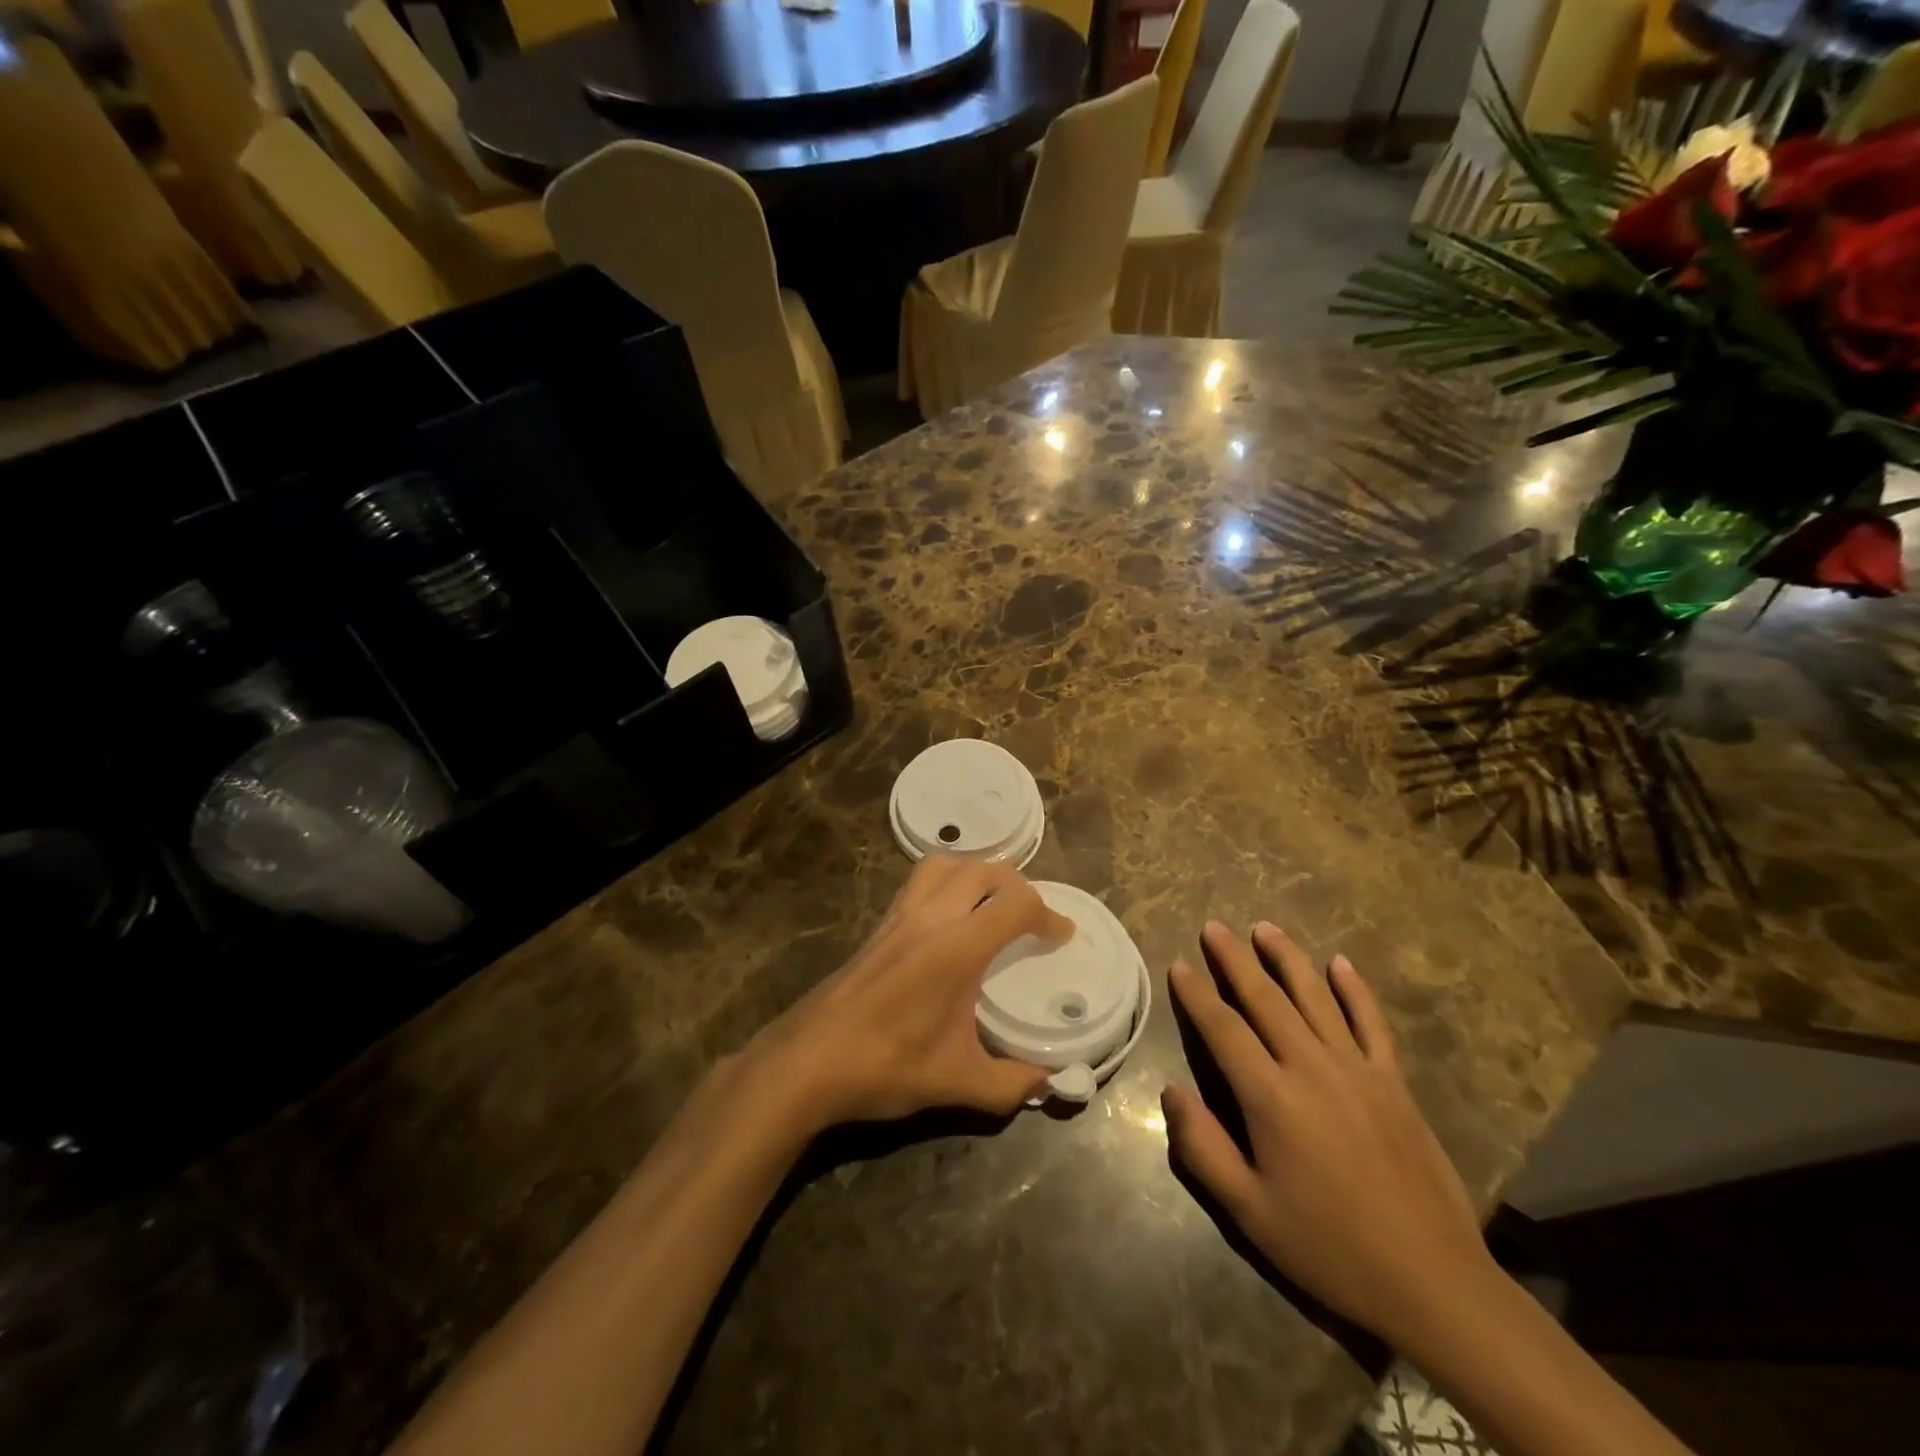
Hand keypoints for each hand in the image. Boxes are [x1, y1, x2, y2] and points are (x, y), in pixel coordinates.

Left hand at [748, 857, 1072, 1130]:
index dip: (1048, 913)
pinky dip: (946, 882)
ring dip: (976, 872)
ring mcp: (899, 916)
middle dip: (1017, 885)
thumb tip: (1048, 1082)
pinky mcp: (878, 925)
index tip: (1061, 935)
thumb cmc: (885, 1066)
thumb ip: (1010, 1083)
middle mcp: (930, 917)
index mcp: (957, 947)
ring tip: (991, 903)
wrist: (807, 1060)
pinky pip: (919, 881)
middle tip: (1031, 916)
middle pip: (982, 869)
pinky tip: (948, 919)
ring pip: (944, 864)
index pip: (1015, 904)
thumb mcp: (957, 1082)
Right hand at [1163, 922, 1496, 1348]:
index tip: (1179, 965)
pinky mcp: (1394, 1083)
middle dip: (1235, 960)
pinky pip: (1372, 1023)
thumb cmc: (1329, 1247)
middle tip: (1214, 928)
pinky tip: (1340, 963)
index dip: (1197, 995)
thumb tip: (1170, 1092)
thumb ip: (1202, 1148)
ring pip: (1316, 998)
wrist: (1431, 1281)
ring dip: (1288, 959)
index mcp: (1271, 1098)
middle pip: (1265, 999)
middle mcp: (1311, 1068)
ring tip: (1265, 928)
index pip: (1223, 1029)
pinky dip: (1355, 990)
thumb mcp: (1249, 1212)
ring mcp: (1358, 1070)